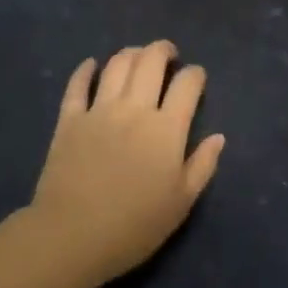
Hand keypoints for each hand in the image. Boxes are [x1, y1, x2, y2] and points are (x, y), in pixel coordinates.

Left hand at [29, 41, 225, 285]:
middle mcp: (134, 108)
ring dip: (132, 53)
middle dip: (164, 50)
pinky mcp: (69, 119)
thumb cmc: (134, 226)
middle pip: (151, 61)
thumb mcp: (180, 203)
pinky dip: (86, 70)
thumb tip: (218, 137)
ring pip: (118, 64)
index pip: (187, 84)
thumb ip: (202, 165)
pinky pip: (78, 85)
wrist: (72, 237)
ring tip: (138, 56)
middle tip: (169, 55)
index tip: (197, 78)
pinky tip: (92, 65)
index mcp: (166, 128)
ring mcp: (99, 110)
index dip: (196, 74)